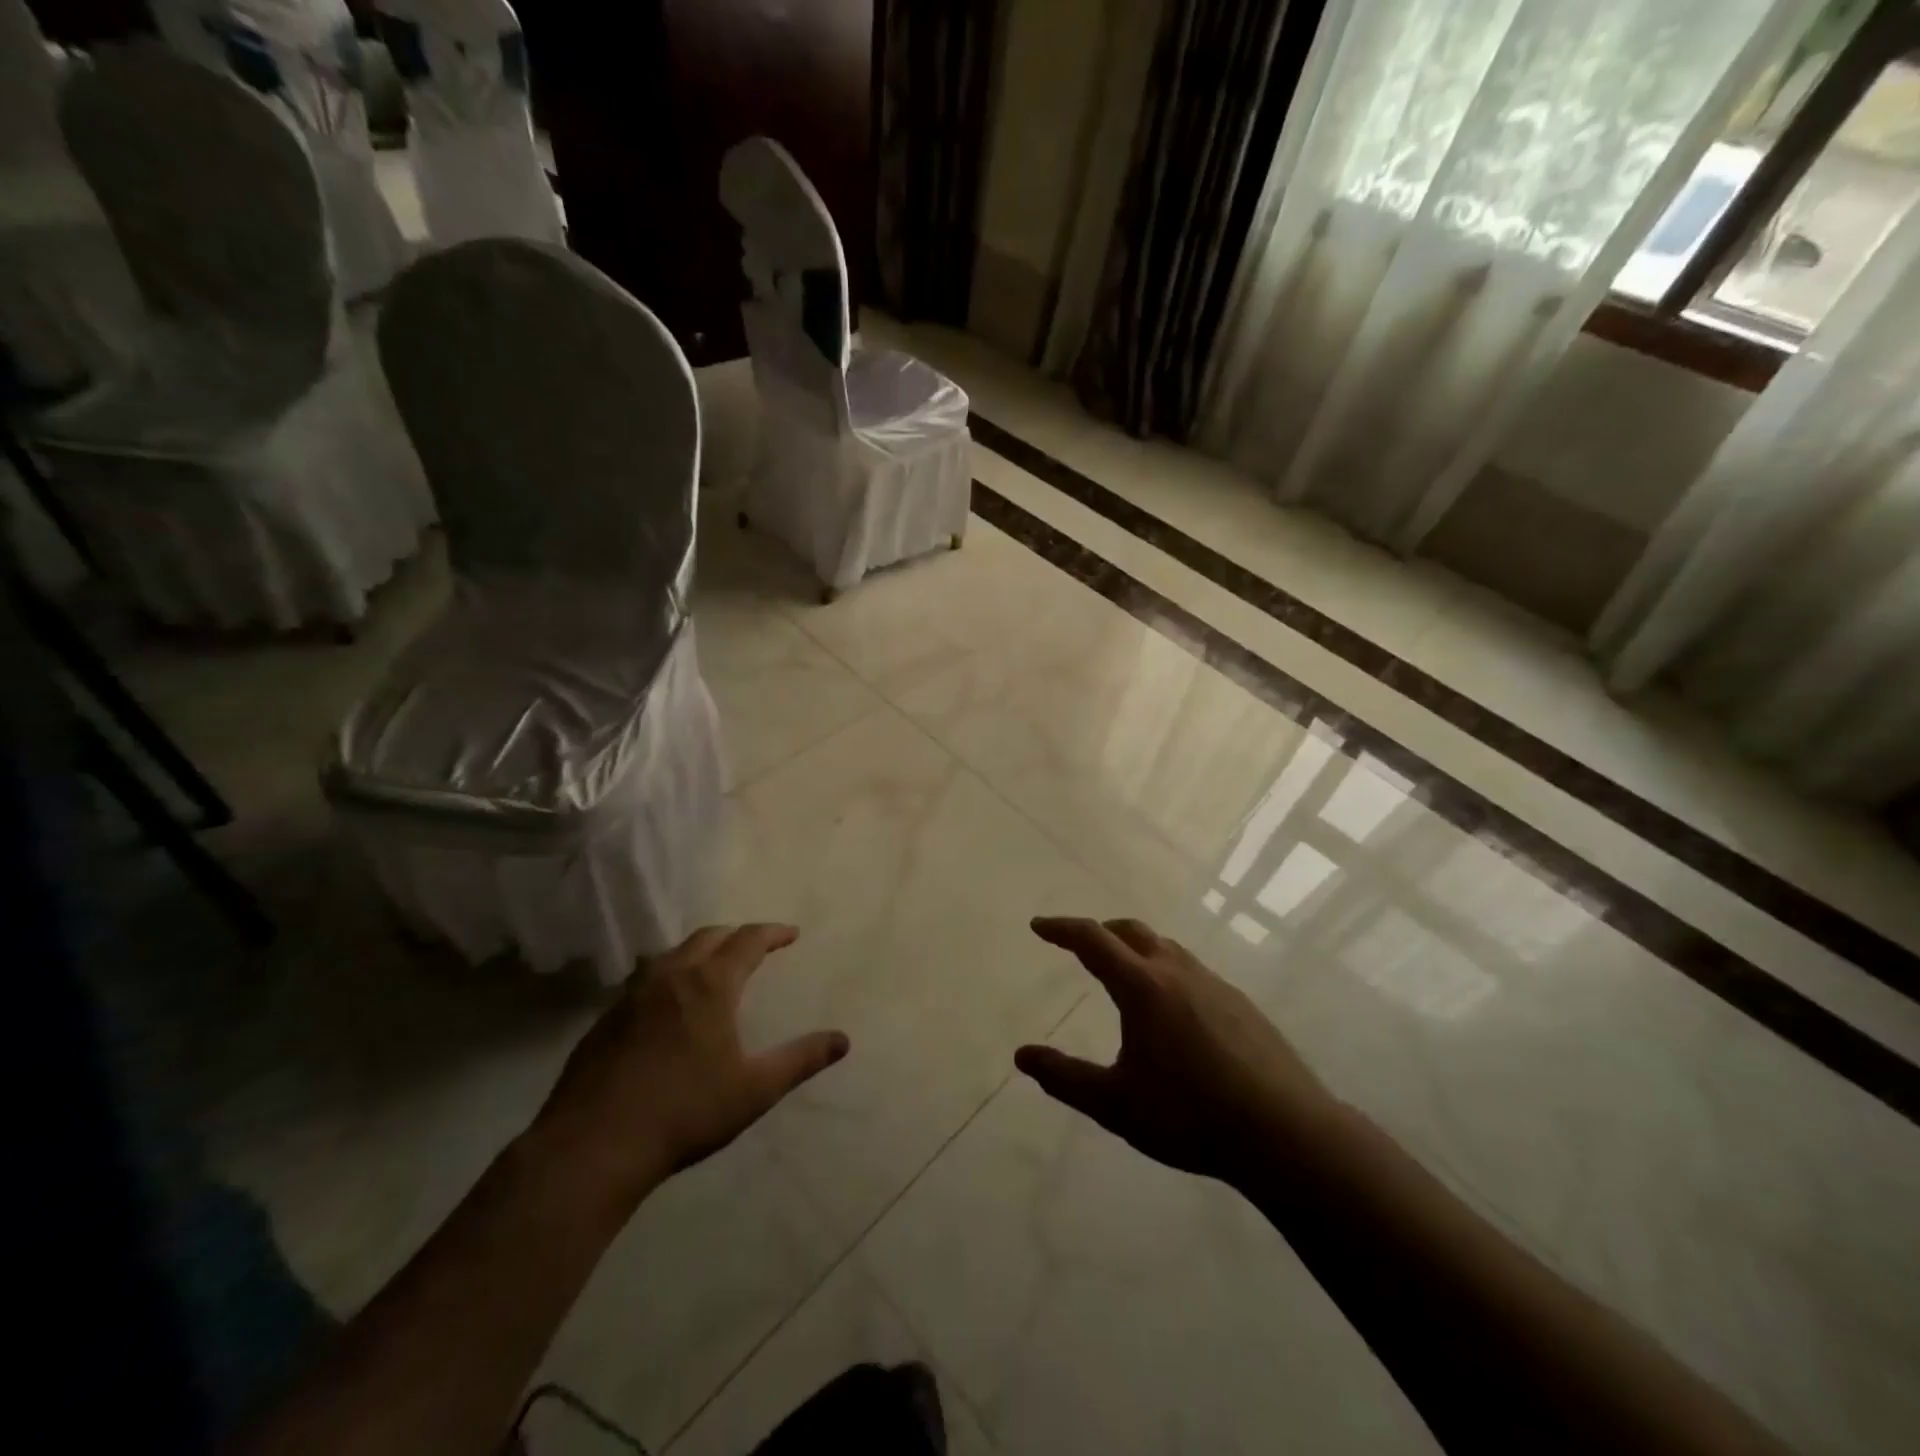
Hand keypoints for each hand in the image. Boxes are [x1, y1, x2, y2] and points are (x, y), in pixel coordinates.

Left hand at [528, 924, 848, 1211]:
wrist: (592, 1147)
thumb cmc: (684, 1112)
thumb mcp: (754, 1089)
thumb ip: (801, 1060)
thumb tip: (843, 1040)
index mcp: (710, 984)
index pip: (747, 940)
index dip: (772, 933)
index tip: (791, 933)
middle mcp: (671, 976)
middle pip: (708, 937)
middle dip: (737, 935)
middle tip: (756, 946)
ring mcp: (632, 995)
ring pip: (672, 954)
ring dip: (699, 951)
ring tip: (713, 967)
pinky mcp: (605, 1019)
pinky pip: (645, 979)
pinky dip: (668, 975)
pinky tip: (668, 1004)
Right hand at [1015, 917, 1333, 1186]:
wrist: (1286, 1133)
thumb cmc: (1190, 1115)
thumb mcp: (1116, 1104)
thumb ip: (1065, 1078)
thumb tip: (1023, 1056)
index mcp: (1143, 987)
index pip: (1093, 940)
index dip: (1062, 929)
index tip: (1039, 926)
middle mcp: (1177, 972)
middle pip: (1132, 932)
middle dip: (1101, 931)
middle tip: (1080, 945)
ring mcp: (1214, 984)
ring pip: (1166, 948)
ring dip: (1137, 949)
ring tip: (1125, 974)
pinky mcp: (1241, 1004)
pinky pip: (1192, 971)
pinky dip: (1167, 970)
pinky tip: (1174, 1011)